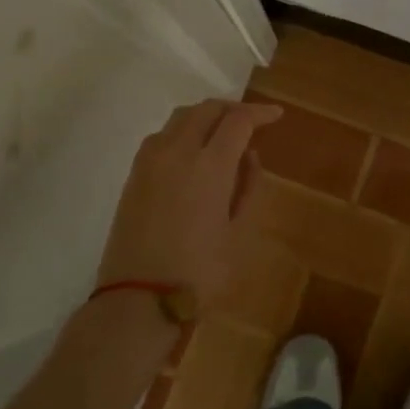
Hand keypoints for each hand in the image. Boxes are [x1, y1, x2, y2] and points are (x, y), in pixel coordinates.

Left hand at [96, 98, 281, 304]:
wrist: (138, 299)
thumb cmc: (199, 271)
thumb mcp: (238, 233)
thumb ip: (247, 188)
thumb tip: (248, 157)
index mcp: (209, 165)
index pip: (238, 120)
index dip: (260, 113)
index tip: (276, 115)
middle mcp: (177, 151)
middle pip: (206, 109)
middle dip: (232, 109)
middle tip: (251, 122)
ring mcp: (150, 160)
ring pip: (180, 117)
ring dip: (204, 116)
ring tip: (221, 134)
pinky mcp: (133, 174)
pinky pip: (161, 136)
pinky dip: (182, 131)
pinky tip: (191, 153)